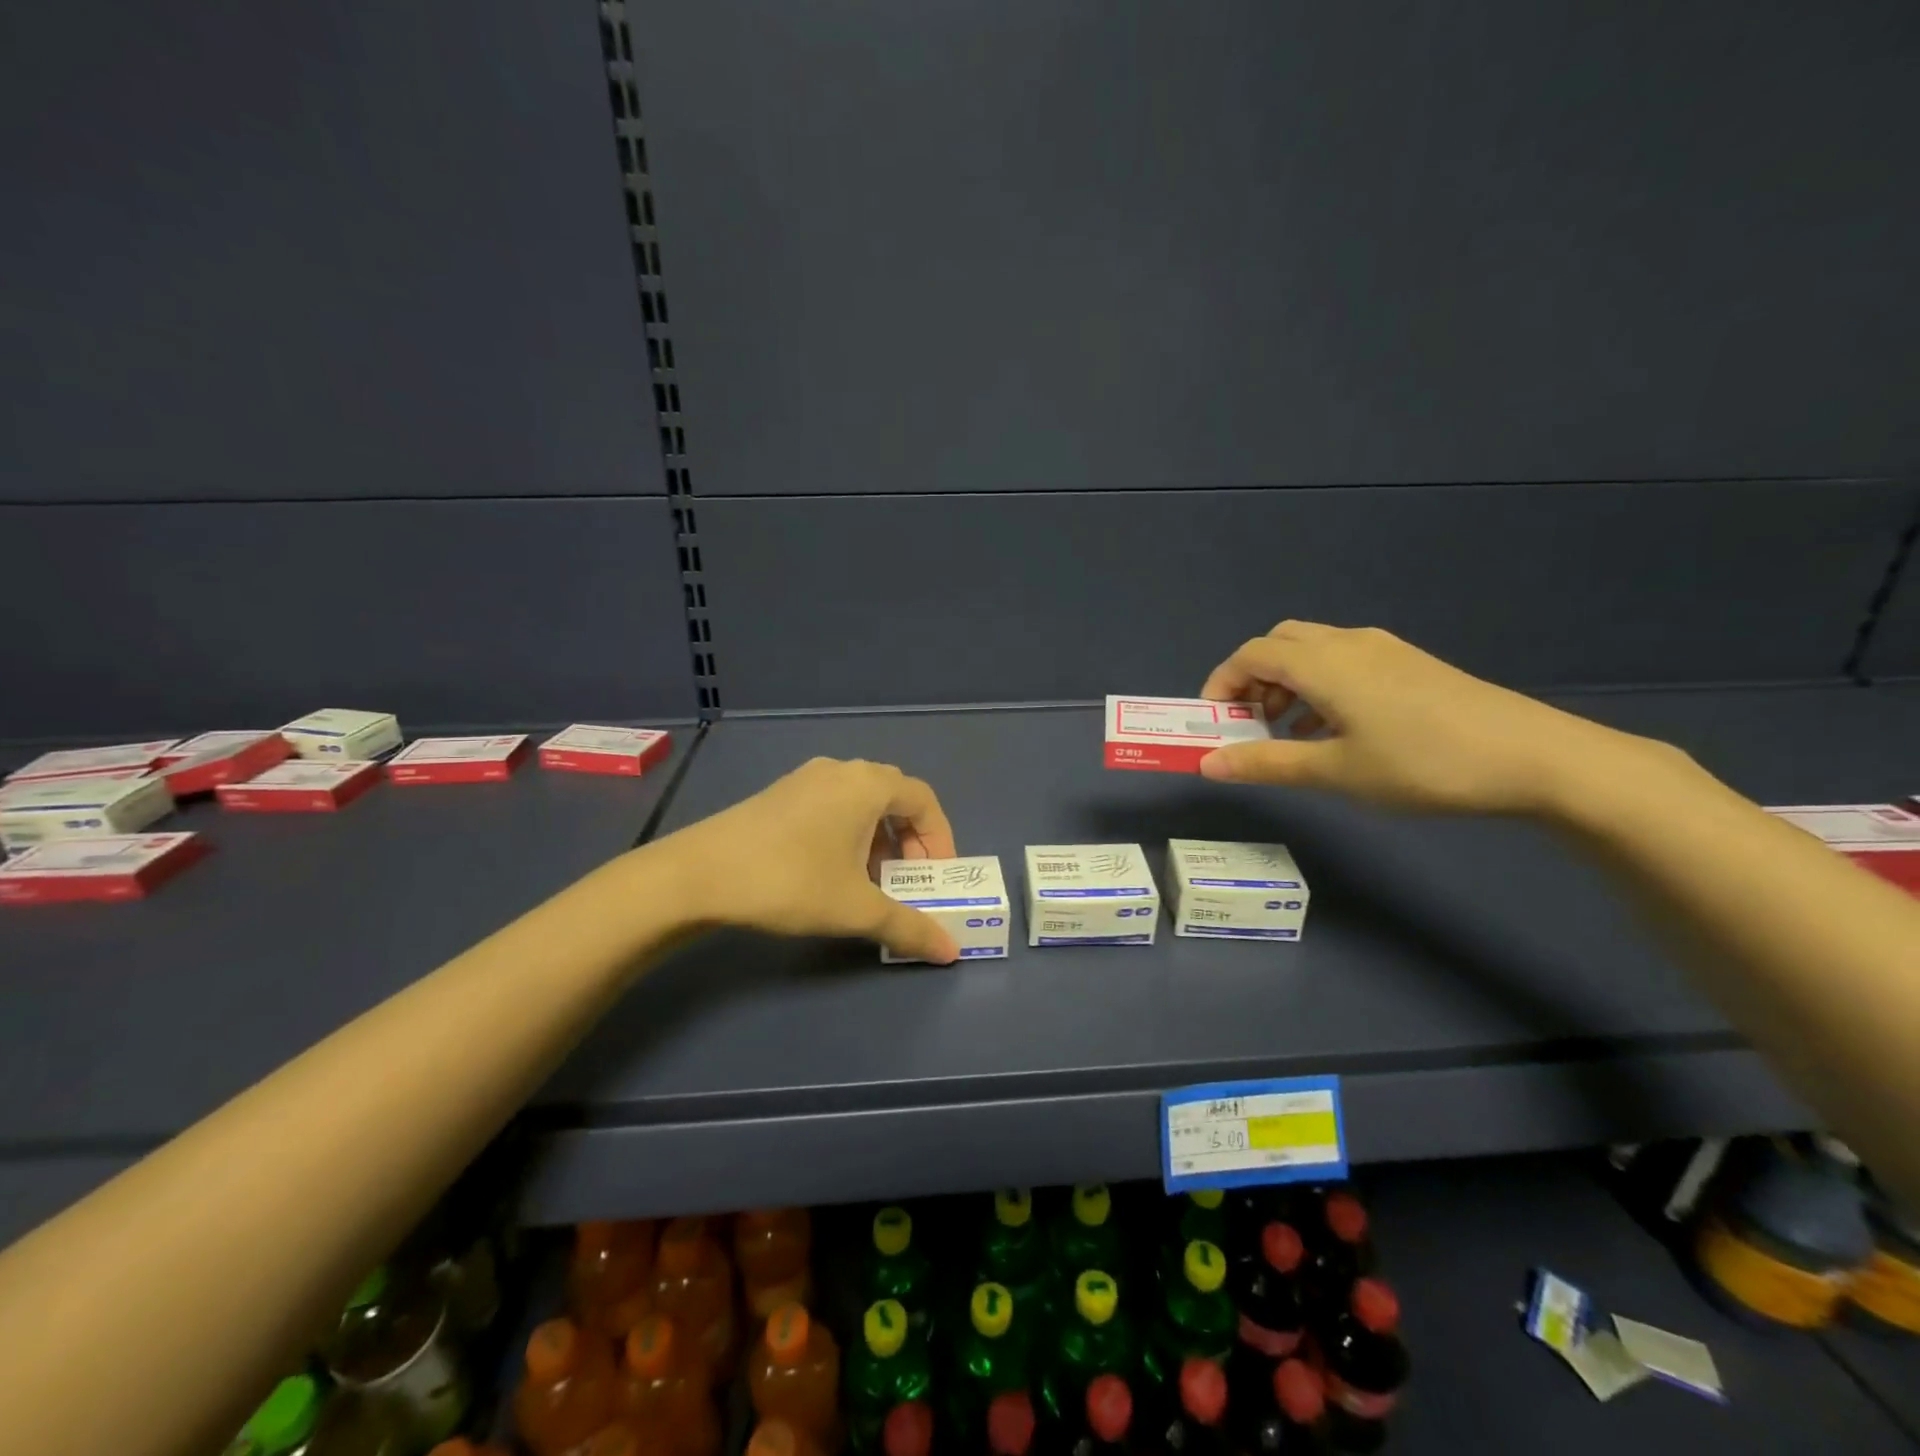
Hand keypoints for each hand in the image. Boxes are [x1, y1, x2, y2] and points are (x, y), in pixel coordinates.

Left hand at [658, 757, 960, 962]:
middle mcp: (841, 770)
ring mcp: (806, 778)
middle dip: (910, 840)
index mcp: (868, 784)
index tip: (938, 877)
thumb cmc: (790, 881)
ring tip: (870, 881)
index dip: (940, 839)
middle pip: (895, 797)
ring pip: (861, 802)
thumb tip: (952, 952)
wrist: (697, 874)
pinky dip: (848, 833)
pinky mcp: (779, 794)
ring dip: (878, 838)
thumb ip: (909, 927)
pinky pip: (832, 805)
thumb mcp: (856, 909)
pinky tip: (830, 870)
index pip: (924, 800)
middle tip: (908, 879)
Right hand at [1197, 621, 1630, 813]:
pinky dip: (1319, 686)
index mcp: (1323, 663)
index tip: (1212, 724)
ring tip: (1289, 734)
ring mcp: (1384, 650)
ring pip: (1313, 652)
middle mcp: (1348, 644)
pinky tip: (1334, 729)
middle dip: (1252, 680)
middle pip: (1279, 644)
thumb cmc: (1421, 763)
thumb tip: (1205, 764)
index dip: (1220, 685)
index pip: (1249, 655)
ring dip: (1286, 684)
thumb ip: (1265, 763)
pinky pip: (1344, 662)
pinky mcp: (1409, 664)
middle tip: (1251, 725)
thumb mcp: (1335, 771)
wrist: (1534, 758)